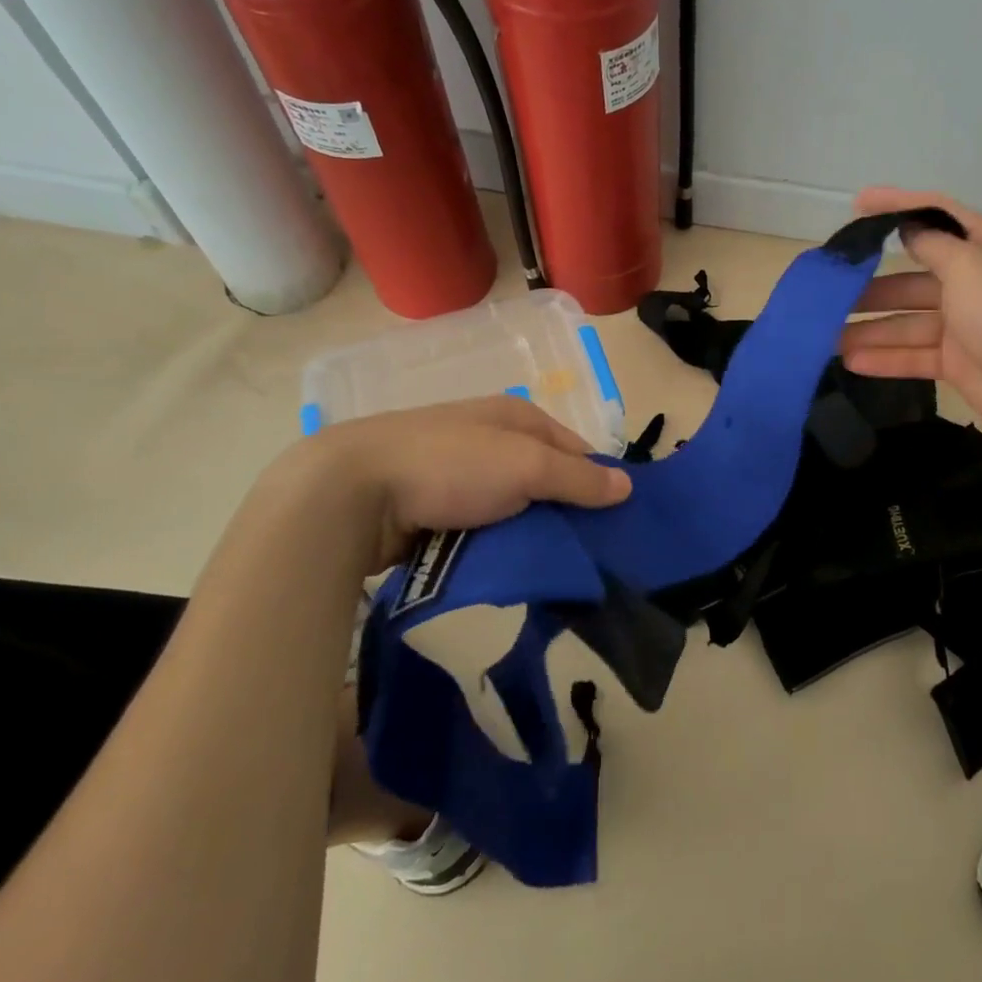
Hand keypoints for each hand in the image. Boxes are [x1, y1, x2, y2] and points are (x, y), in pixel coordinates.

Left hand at [286, 395, 631, 574]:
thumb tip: (628, 486)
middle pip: (545, 478)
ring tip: (546, 566)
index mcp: (516, 416)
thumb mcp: (526, 467)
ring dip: (527, 531)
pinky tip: (501, 565)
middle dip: (563, 512)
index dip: (597, 480)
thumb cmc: (452, 465)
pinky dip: (493, 543)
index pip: (576, 448)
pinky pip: (479, 525)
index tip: (614, 521)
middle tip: (585, 552)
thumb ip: (578, 478)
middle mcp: (490, 437)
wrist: (353, 491)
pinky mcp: (432, 503)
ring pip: (512, 505)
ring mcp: (458, 470)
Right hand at [839, 186, 981, 443]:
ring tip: (828, 338)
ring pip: (908, 321)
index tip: (857, 204)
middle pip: (913, 278)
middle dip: (872, 287)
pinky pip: (914, 354)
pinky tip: (851, 362)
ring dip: (870, 329)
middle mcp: (974, 281)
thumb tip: (908, 230)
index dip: (898, 206)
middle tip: (830, 294)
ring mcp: (965, 324)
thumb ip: (933, 245)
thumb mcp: (969, 265)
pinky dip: (885, 357)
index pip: (936, 216)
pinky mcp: (958, 361)